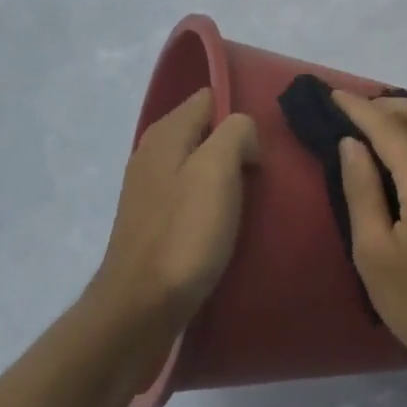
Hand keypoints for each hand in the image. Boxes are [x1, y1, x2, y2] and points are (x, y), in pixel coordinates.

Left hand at [87, 88, 257, 341]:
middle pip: (206, 131)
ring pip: (200, 164)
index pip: (210, 97)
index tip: (266, 141)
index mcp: (166, 133)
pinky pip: (193, 195)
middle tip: (266, 171)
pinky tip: (230, 222)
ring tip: (255, 197)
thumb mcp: (217, 169)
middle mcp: (153, 153)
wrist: (140, 308)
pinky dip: (214, 201)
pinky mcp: (155, 222)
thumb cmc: (184, 234)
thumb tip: (244, 136)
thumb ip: (235, 132)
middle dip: (238, 145)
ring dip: (228, 175)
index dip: (241, 112)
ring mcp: (150, 189)